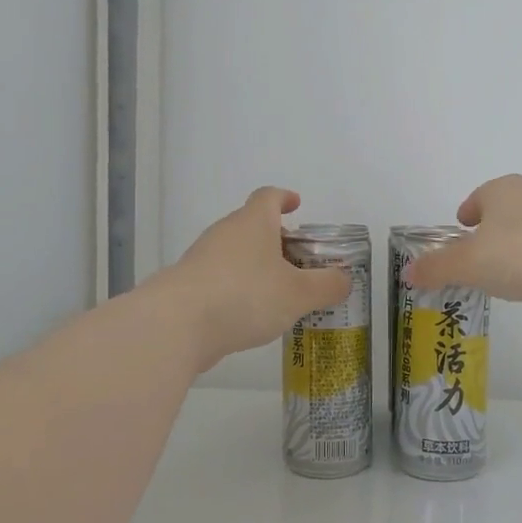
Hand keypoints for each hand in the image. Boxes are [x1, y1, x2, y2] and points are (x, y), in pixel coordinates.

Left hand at [157, 188, 350, 368]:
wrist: (177, 325)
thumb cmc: (245, 296)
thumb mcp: (299, 294)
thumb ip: (326, 286)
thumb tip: (344, 279)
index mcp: (253, 223)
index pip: (268, 197)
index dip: (284, 198)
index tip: (296, 204)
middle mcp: (225, 233)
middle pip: (251, 226)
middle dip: (275, 240)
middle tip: (297, 261)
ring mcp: (201, 259)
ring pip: (235, 255)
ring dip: (256, 268)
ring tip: (279, 294)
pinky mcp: (187, 287)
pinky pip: (220, 280)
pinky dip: (237, 290)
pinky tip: (250, 316)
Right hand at [403, 175, 521, 320]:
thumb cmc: (520, 253)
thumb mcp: (467, 264)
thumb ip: (436, 268)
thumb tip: (408, 272)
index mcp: (502, 190)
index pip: (479, 196)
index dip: (467, 213)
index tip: (461, 229)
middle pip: (505, 211)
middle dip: (491, 230)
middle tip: (477, 256)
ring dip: (516, 247)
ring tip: (504, 274)